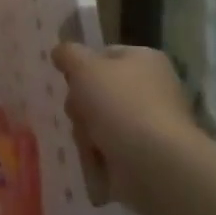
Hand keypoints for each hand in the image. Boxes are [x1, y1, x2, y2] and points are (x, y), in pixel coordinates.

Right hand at [51, 43, 198, 212]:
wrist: (154, 162)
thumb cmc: (120, 104)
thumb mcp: (84, 67)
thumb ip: (68, 54)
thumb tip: (61, 52)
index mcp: (144, 59)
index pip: (103, 55)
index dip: (81, 67)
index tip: (69, 80)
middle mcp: (151, 87)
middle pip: (97, 90)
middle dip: (80, 103)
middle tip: (80, 112)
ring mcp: (148, 122)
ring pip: (98, 119)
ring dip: (85, 130)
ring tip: (90, 140)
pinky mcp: (144, 152)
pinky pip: (108, 145)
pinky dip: (97, 152)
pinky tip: (97, 157)